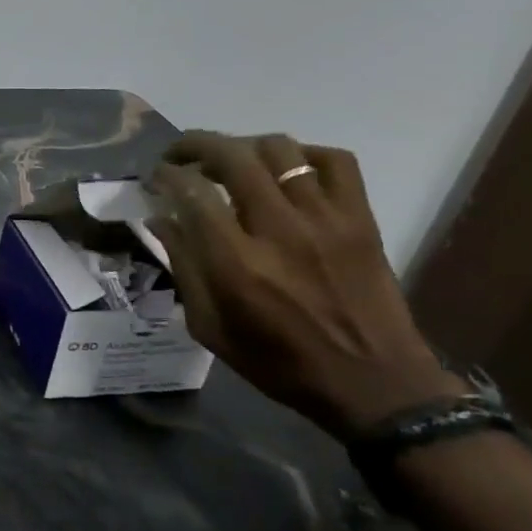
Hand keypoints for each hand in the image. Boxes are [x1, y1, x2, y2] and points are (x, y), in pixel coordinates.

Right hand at [148, 130, 460, 438]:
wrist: (375, 384)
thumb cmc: (279, 362)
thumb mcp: (210, 327)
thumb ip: (183, 268)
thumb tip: (160, 220)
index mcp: (236, 264)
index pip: (193, 192)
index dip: (167, 175)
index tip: (156, 178)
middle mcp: (279, 230)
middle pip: (233, 157)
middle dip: (196, 145)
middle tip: (180, 155)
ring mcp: (326, 220)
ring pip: (280, 150)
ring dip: (244, 147)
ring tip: (230, 161)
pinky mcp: (360, 219)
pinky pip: (336, 161)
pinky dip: (305, 154)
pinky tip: (287, 169)